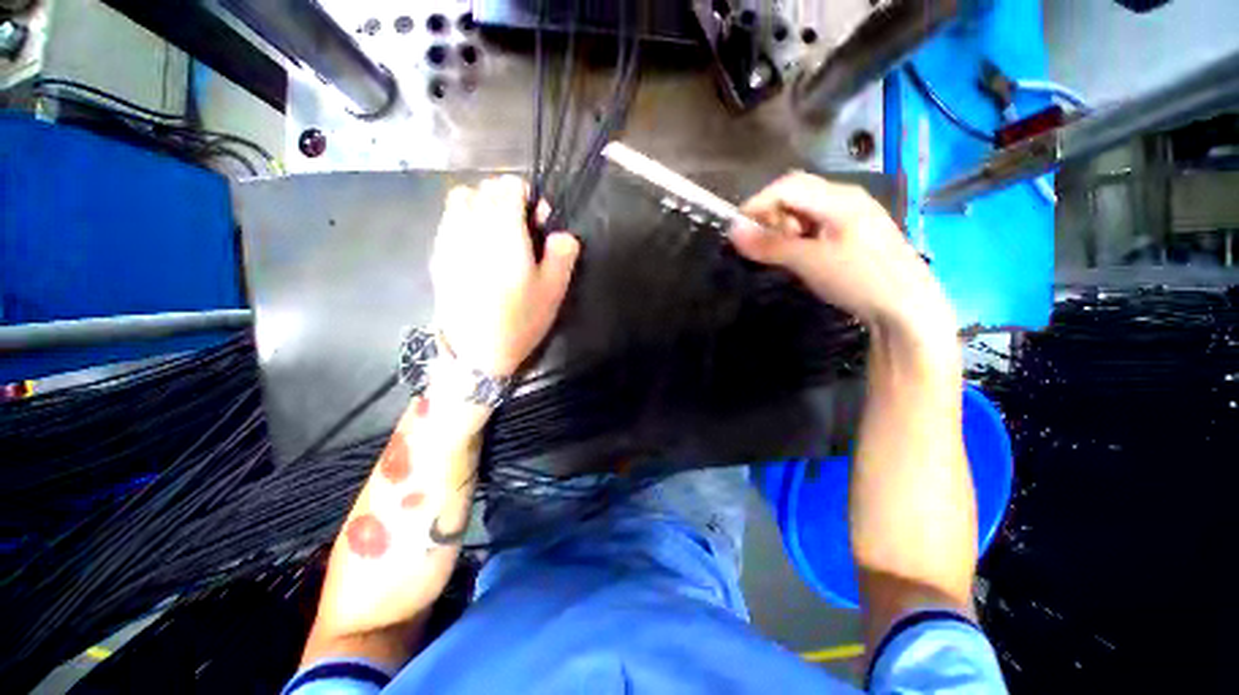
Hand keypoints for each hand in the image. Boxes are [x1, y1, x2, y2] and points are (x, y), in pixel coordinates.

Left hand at [430, 176, 579, 376]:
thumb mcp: (554, 289)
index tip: (539, 224)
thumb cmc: (520, 319)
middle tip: (520, 232)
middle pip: (485, 188)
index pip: (510, 186)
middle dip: (506, 201)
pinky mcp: (438, 255)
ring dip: (482, 206)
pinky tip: (476, 249)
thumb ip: (563, 254)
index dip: (529, 198)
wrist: (476, 350)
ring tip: (496, 235)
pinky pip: (449, 220)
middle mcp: (472, 225)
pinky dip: (464, 221)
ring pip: (461, 198)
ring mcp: (449, 239)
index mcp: (504, 230)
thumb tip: (563, 234)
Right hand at [729, 172, 954, 338]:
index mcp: (839, 198)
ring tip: (782, 253)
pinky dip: (798, 236)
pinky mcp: (853, 233)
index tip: (737, 231)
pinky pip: (815, 224)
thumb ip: (770, 244)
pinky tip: (800, 255)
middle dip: (771, 215)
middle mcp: (846, 198)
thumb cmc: (859, 280)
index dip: (757, 204)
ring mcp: (852, 215)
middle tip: (762, 244)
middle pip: (796, 193)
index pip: (786, 186)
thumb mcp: (809, 262)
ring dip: (784, 227)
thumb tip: (732, 230)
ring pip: (804, 210)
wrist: (907, 308)